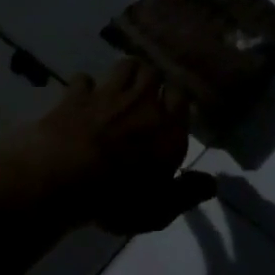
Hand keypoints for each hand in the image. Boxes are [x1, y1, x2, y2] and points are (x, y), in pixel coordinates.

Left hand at [31, 59, 215, 234]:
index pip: (182, 96)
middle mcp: (142, 103)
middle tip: (146, 96)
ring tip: (120, 86)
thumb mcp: (158, 209)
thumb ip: (187, 193)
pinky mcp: (76, 94)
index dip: (176, 99)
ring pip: (124, 66)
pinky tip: (81, 97)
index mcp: (168, 128)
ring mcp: (107, 94)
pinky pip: (84, 79)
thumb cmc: (116, 198)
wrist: (63, 177)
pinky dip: (84, 86)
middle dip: (152, 80)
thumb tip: (212, 183)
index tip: (171, 109)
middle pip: (154, 73)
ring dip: (125, 73)